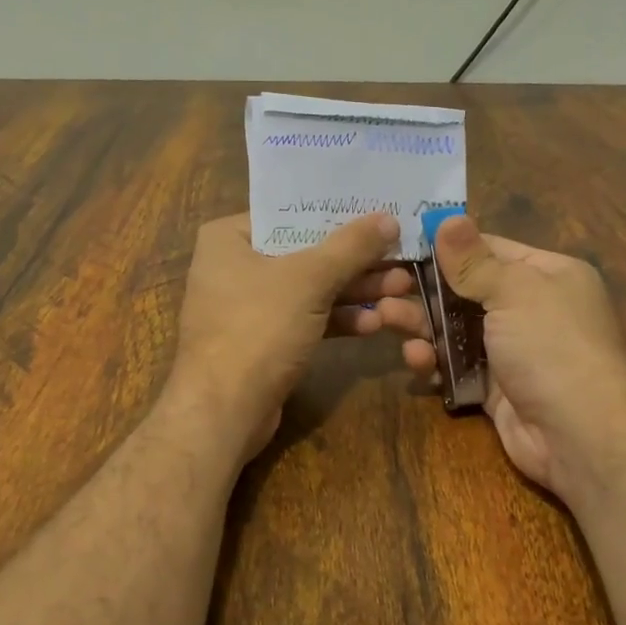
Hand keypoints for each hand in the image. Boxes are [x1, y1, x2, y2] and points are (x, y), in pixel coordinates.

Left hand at [167, 212, 430, 458]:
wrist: (223, 411)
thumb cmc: (258, 328)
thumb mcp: (309, 279)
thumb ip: (351, 246)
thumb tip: (388, 219)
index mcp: (229, 238)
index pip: (290, 213)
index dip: (338, 214)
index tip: (381, 214)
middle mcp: (233, 266)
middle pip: (305, 252)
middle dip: (355, 261)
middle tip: (401, 260)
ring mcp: (246, 307)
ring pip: (309, 288)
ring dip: (353, 291)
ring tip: (400, 290)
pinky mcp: (262, 341)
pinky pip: (304, 319)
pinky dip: (335, 319)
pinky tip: (372, 325)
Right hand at [399, 216, 625, 497]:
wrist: (581, 436)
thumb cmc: (552, 347)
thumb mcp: (514, 292)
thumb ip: (473, 260)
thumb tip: (446, 218)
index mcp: (548, 275)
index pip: (489, 250)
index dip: (447, 247)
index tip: (401, 244)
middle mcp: (532, 309)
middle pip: (466, 291)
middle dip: (425, 290)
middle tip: (383, 288)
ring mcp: (512, 350)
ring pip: (456, 329)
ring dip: (422, 325)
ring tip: (385, 319)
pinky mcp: (494, 387)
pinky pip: (457, 366)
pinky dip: (435, 362)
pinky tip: (416, 360)